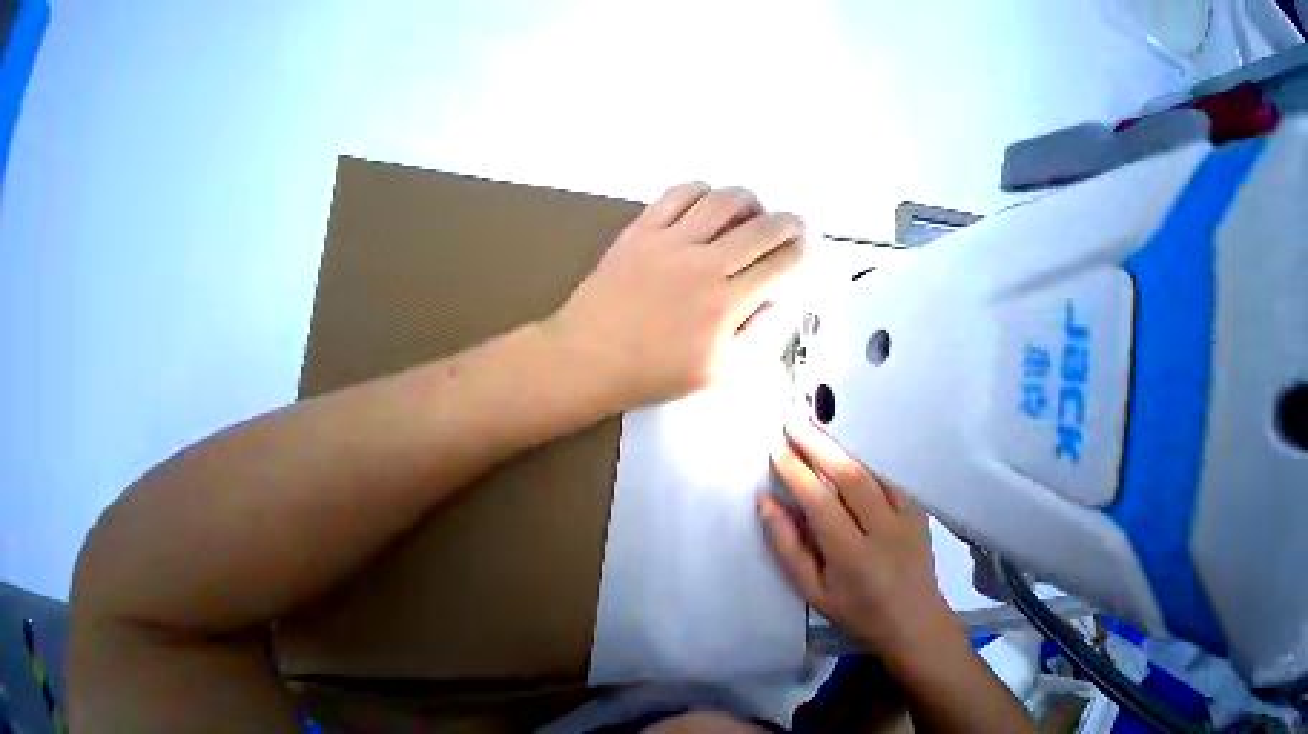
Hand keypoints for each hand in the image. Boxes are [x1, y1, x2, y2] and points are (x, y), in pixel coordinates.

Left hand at [549, 182, 804, 407]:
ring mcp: (670, 242)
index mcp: (725, 305)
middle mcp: (704, 264)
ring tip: (751, 214)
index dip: (799, 253)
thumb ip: (750, 335)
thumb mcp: (713, 372)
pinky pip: (679, 194)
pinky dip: (703, 192)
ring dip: (749, 203)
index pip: (779, 265)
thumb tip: (771, 301)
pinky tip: (706, 206)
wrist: (588, 359)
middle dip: (788, 223)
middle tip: (792, 226)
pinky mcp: (641, 231)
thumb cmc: (651, 374)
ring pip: (725, 201)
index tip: (803, 249)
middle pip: (762, 227)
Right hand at [759, 421, 960, 664]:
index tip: (775, 447)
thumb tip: (766, 500)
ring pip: (870, 470)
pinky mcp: (919, 512)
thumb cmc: (857, 610)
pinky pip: (887, 474)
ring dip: (838, 443)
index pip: (820, 502)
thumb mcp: (811, 589)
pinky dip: (863, 454)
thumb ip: (786, 544)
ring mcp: (908, 520)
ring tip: (813, 422)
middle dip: (816, 444)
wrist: (919, 627)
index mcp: (854, 558)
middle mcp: (885, 534)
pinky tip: (843, 441)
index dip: (795, 470)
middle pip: (849, 477)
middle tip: (792, 421)